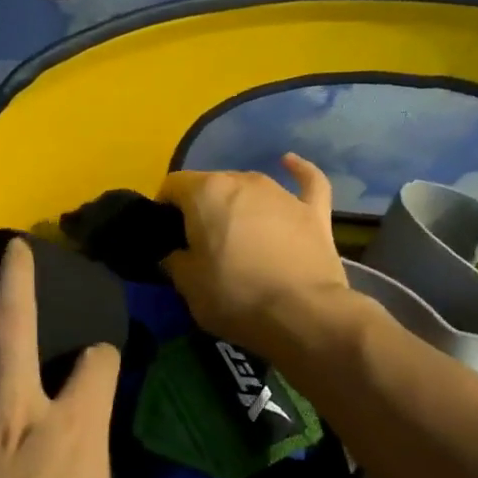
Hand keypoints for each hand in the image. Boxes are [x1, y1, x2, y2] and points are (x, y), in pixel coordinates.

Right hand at [156, 153, 350, 354]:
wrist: (303, 315)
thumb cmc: (235, 296)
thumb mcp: (187, 285)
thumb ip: (174, 260)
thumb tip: (176, 253)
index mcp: (206, 192)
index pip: (173, 185)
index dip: (164, 208)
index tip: (166, 236)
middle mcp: (243, 181)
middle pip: (211, 184)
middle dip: (202, 208)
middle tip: (200, 243)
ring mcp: (281, 193)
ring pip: (249, 187)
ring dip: (238, 204)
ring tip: (237, 233)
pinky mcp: (313, 211)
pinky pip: (306, 180)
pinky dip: (298, 172)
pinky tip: (290, 163)